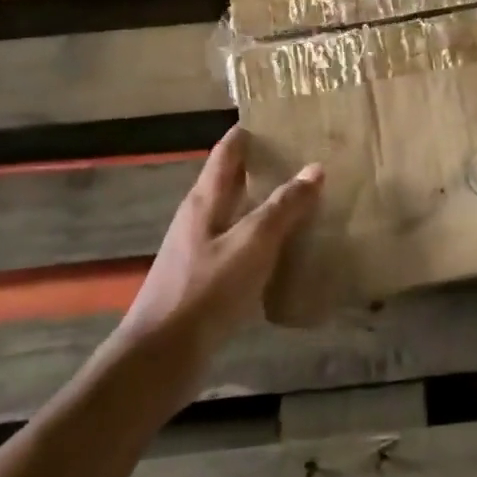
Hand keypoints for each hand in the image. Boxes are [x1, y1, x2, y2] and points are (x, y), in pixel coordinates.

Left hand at [118, 127, 321, 365]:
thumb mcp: (252, 243)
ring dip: (266, 203)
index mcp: (205, 199)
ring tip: (305, 199)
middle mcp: (200, 217)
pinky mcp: (205, 279)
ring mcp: (200, 249)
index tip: (281, 119)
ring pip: (238, 213)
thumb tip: (314, 168)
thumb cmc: (206, 290)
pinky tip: (287, 249)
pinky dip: (264, 238)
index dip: (250, 132)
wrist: (162, 356)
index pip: (228, 150)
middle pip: (232, 179)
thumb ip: (283, 207)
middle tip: (306, 158)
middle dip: (264, 166)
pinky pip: (240, 245)